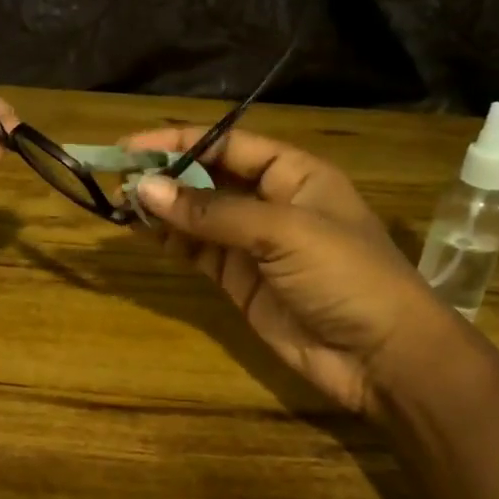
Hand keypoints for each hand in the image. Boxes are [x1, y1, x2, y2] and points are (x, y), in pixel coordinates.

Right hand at [122, 126, 452, 415]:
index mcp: (295, 174)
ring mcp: (254, 245)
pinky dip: (171, 241)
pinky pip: (199, 252)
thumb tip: (145, 189)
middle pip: (209, 178)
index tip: (131, 147)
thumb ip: (213, 212)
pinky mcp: (240, 282)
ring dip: (162, 208)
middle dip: (165, 175)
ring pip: (198, 216)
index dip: (180, 141)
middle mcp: (272, 202)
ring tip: (119, 202)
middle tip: (116, 177)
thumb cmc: (345, 275)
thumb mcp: (283, 232)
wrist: (381, 357)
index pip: (228, 144)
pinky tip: (141, 231)